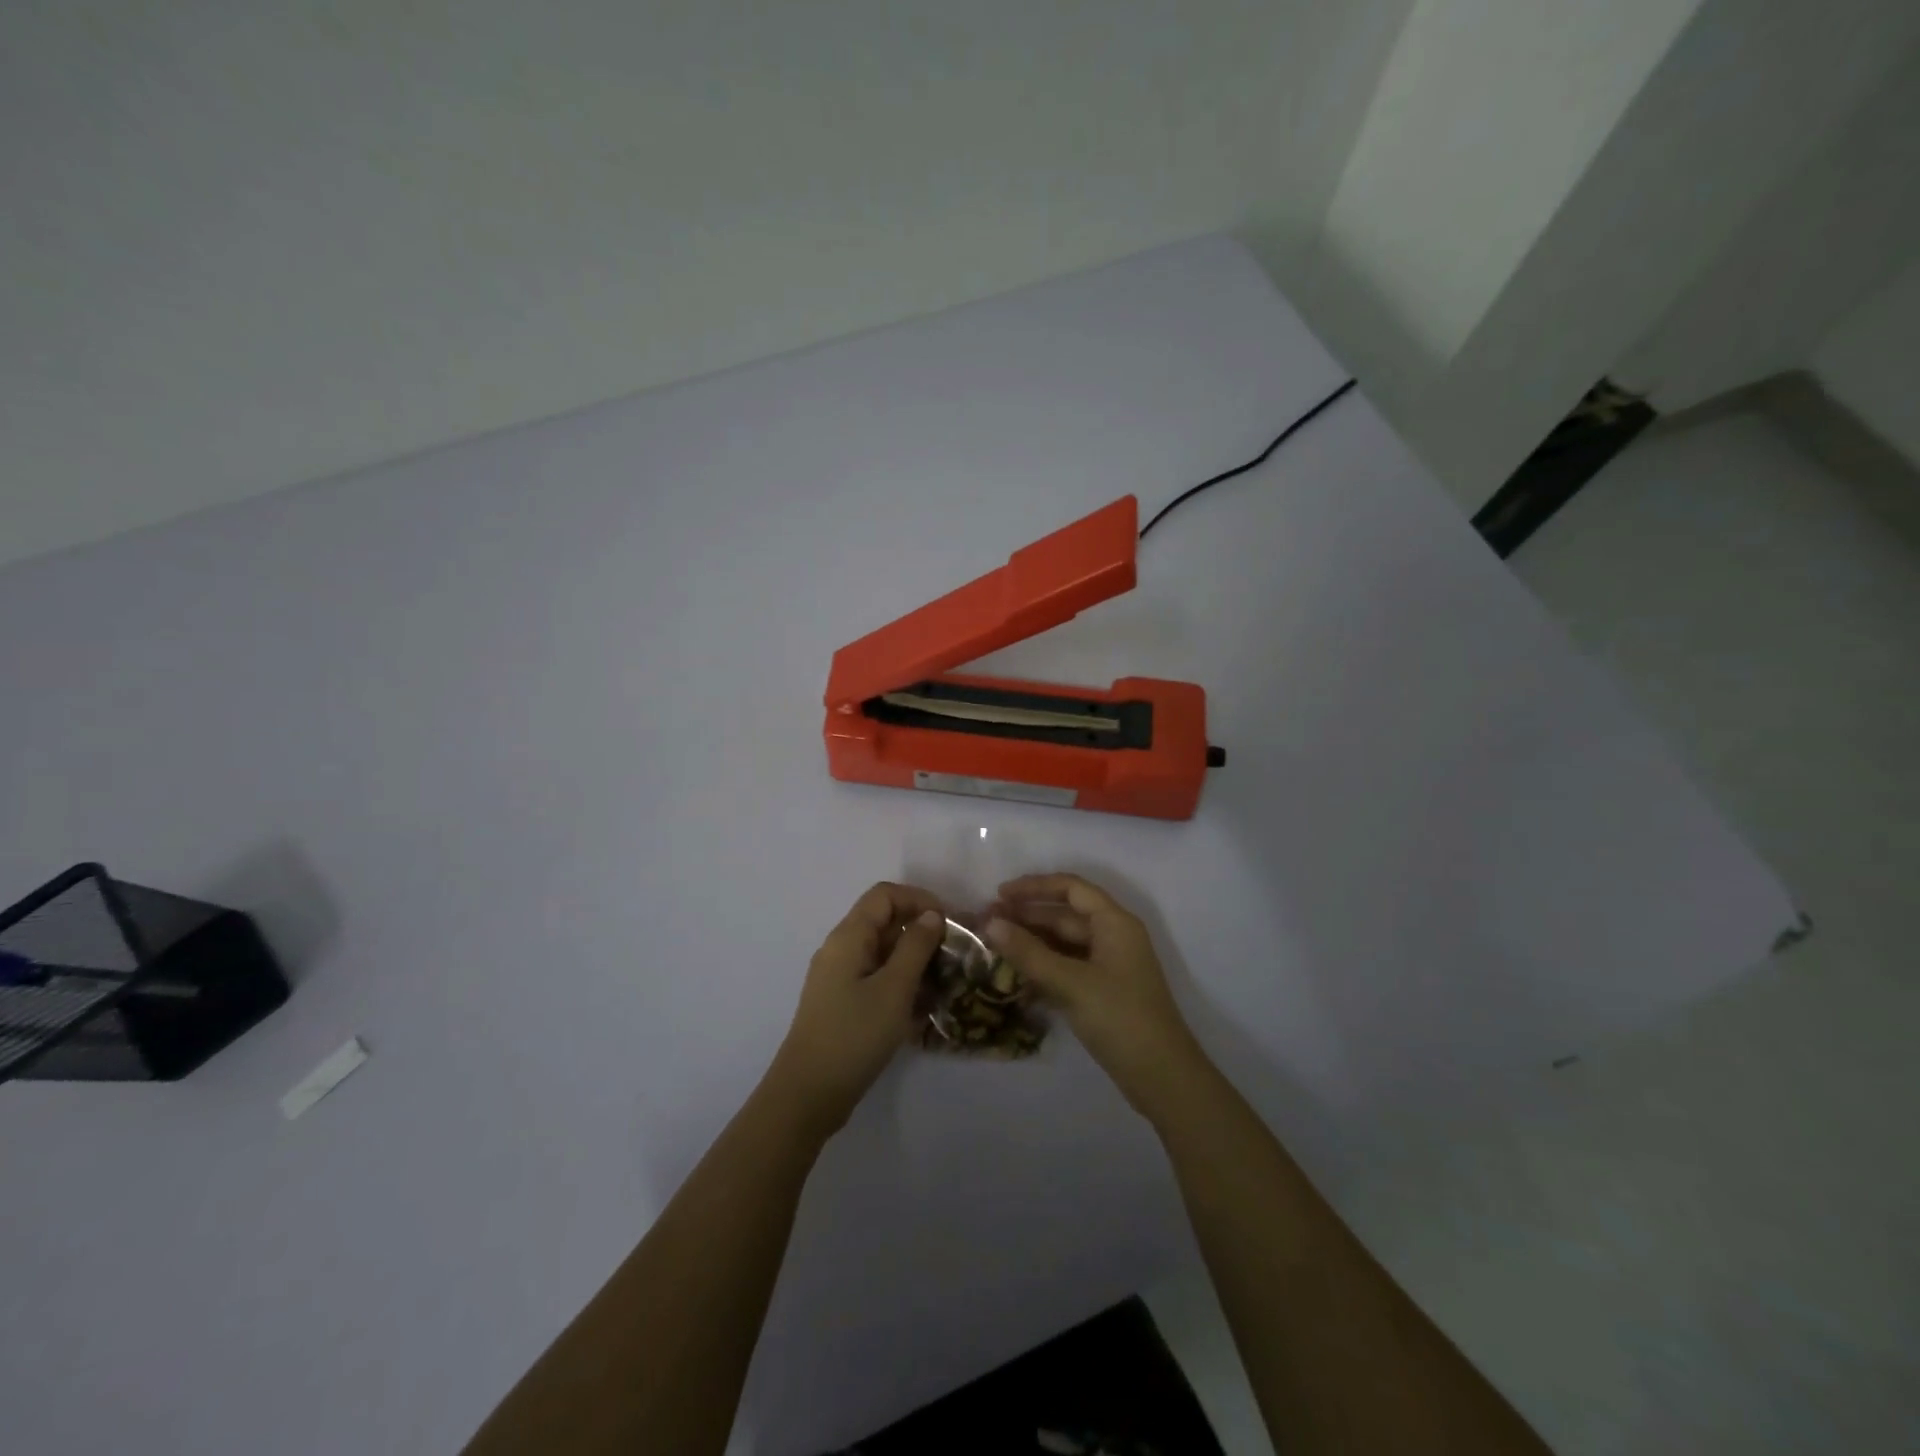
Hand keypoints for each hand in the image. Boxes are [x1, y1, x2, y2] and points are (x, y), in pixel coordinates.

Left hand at [769, 882, 945, 1135]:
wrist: (808, 1095)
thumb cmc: (854, 1035)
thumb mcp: (894, 989)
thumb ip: (916, 947)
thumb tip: (932, 916)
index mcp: (849, 936)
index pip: (885, 895)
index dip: (919, 899)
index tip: (950, 922)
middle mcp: (841, 949)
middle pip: (884, 921)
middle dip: (921, 931)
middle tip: (955, 954)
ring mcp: (839, 977)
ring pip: (883, 952)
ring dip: (914, 960)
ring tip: (946, 981)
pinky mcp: (843, 1003)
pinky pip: (877, 978)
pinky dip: (901, 982)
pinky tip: (924, 1006)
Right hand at [987, 874, 1206, 1118]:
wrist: (1161, 1076)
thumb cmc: (1120, 1017)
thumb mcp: (1071, 982)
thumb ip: (1029, 952)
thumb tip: (990, 924)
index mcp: (1114, 923)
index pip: (1071, 888)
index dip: (1034, 887)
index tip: (1000, 894)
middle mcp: (1113, 936)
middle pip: (1065, 915)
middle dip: (1027, 916)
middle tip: (986, 923)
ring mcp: (1109, 965)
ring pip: (1064, 943)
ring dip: (1031, 943)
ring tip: (994, 946)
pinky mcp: (1102, 991)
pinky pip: (1067, 967)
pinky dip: (1043, 967)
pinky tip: (1014, 976)